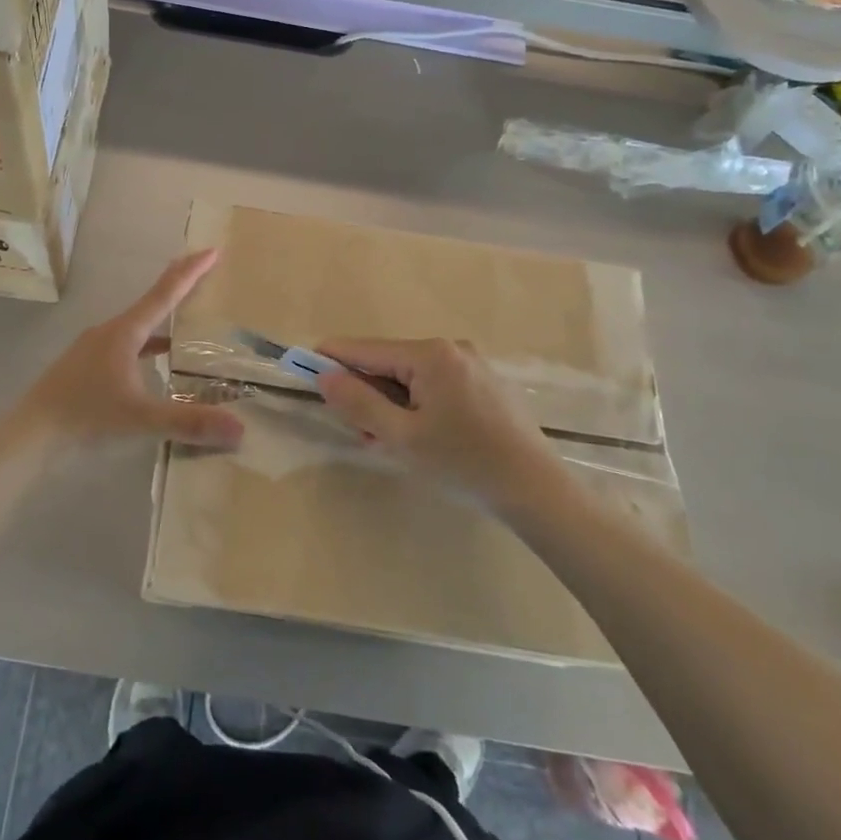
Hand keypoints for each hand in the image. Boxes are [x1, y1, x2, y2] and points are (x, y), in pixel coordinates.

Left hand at [11, 251, 244, 450]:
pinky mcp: (86, 367)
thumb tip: (240, 429)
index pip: (164, 294)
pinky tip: (156, 365)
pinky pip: (126, 348)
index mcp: (124, 333)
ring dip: (163, 322)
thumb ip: (189, 422)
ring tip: (189, 325)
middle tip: (206, 277)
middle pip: (151, 304)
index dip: (190, 272)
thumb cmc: (84, 416)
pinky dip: (147, 349)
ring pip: (137, 328)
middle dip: (179, 290)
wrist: (30, 434)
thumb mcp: (140, 418)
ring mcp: (94, 349)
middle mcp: (109, 332)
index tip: (211, 250)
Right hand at [314, 338, 568, 513]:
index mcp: (430, 354)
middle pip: (389, 362)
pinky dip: (417, 404)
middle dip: (366, 391)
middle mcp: (451, 348)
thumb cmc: (464, 463)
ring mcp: (473, 364)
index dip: (331, 359)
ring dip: (391, 403)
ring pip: (412, 376)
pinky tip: (420, 437)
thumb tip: (324, 376)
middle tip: (357, 430)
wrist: (539, 491)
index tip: (302, 369)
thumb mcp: (402, 437)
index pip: (365, 349)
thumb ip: (359, 402)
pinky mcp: (486, 384)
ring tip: (388, 441)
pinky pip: (436, 384)